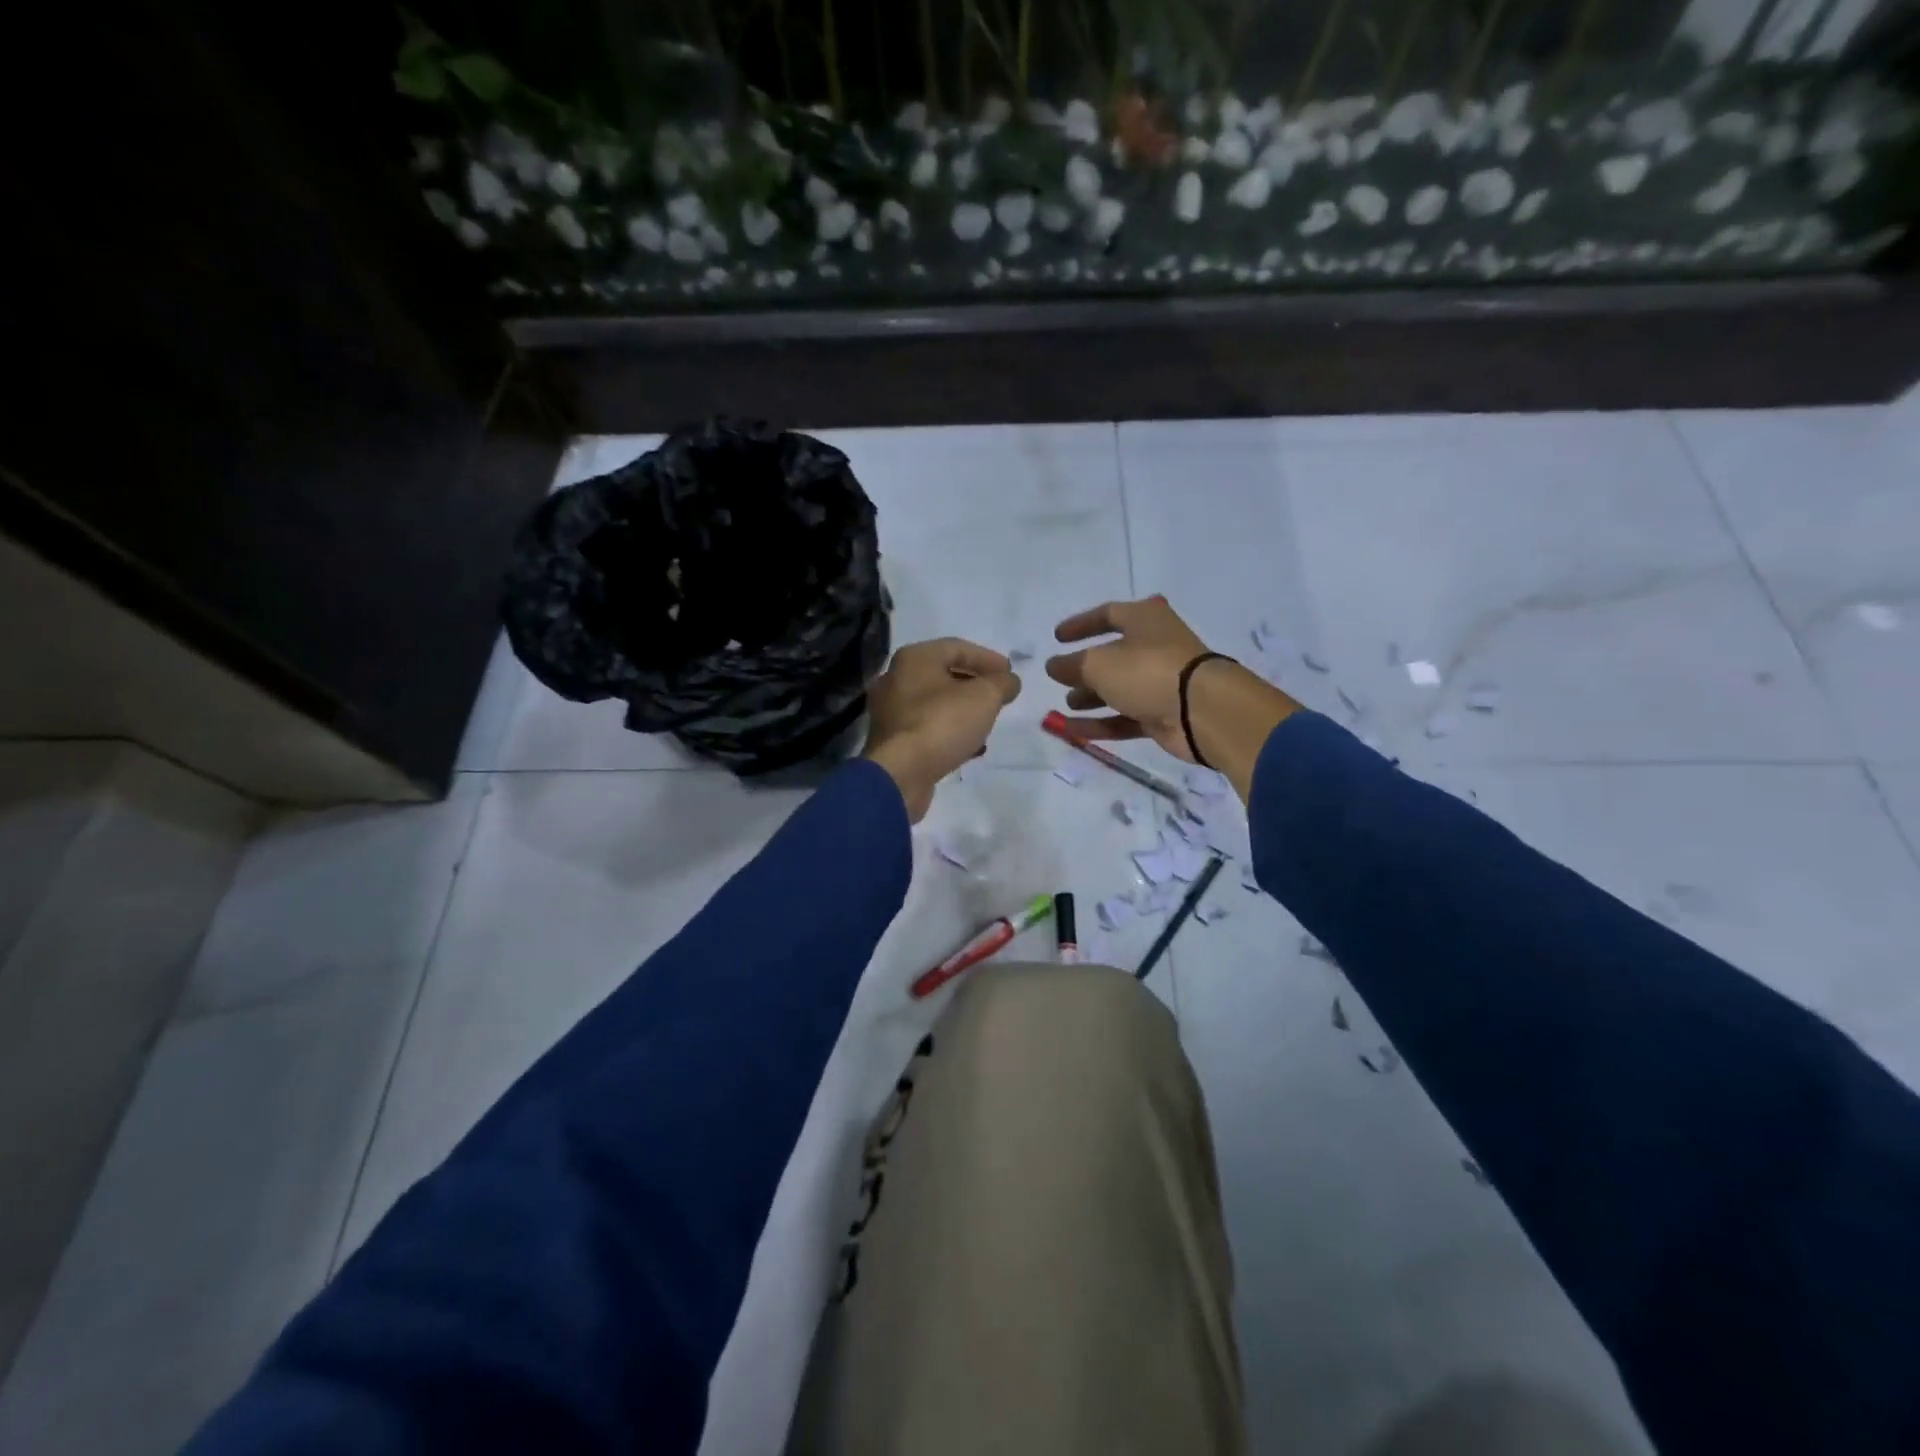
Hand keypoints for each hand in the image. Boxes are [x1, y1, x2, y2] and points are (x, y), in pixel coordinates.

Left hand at [863, 639, 1021, 820]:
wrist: (901, 773)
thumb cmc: (942, 723)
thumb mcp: (984, 697)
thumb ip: (1002, 684)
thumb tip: (1009, 682)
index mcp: (914, 658)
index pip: (956, 647)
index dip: (988, 658)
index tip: (1010, 673)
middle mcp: (896, 679)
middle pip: (944, 674)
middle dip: (976, 684)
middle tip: (1000, 695)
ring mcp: (891, 712)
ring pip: (935, 703)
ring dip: (964, 710)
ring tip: (988, 721)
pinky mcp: (893, 741)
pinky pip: (927, 728)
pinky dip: (950, 731)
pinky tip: (971, 746)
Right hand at [1045, 597, 1216, 761]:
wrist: (1202, 711)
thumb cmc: (1147, 671)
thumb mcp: (1098, 664)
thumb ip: (1071, 665)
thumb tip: (1054, 665)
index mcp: (1144, 619)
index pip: (1108, 614)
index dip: (1081, 625)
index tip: (1057, 638)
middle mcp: (1155, 646)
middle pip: (1113, 654)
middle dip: (1084, 668)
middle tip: (1060, 678)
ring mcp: (1161, 681)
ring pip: (1119, 687)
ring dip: (1091, 696)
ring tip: (1066, 705)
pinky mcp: (1164, 713)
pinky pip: (1126, 716)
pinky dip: (1101, 722)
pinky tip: (1072, 731)